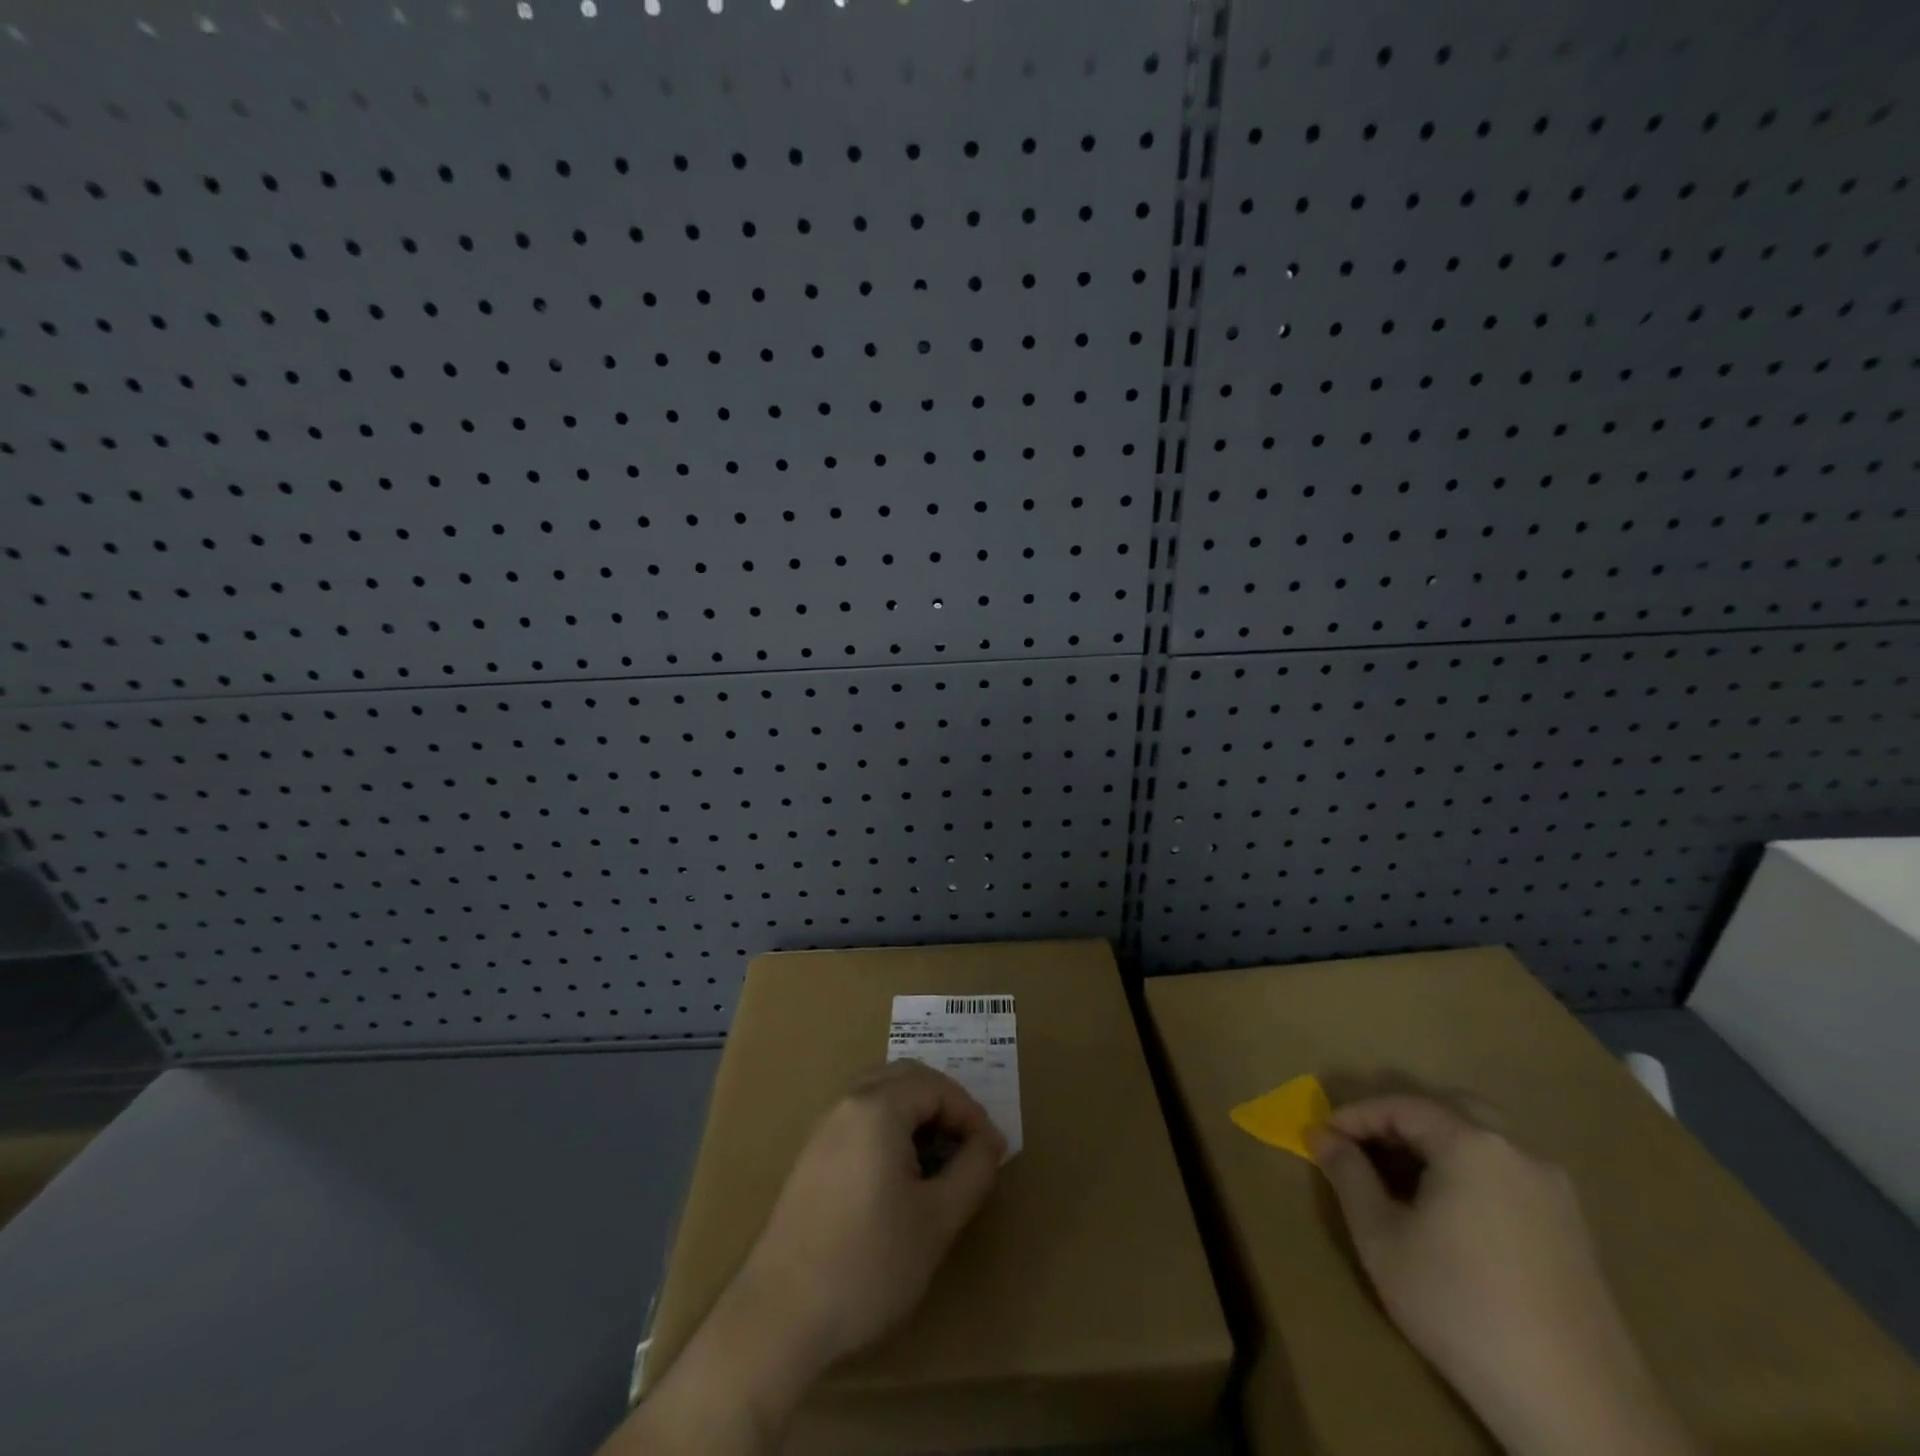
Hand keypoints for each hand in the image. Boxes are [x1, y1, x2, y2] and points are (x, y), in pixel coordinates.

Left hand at [738, 1059, 1005, 1370]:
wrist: (779, 1317)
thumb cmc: (868, 1264)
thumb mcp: (937, 1220)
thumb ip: (973, 1171)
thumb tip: (989, 1143)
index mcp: (877, 1108)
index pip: (937, 1086)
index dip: (972, 1114)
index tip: (993, 1154)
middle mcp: (847, 1104)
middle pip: (906, 1078)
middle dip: (944, 1104)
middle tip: (969, 1146)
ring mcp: (823, 1129)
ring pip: (881, 1095)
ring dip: (916, 1115)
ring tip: (939, 1161)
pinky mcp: (811, 1158)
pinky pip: (860, 1119)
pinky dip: (890, 1130)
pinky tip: (900, 1177)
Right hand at [1308, 1096, 1691, 1455]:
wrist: (1575, 1407)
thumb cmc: (1460, 1307)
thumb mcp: (1382, 1238)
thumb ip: (1348, 1175)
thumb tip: (1321, 1134)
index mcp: (1472, 1144)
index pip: (1400, 1105)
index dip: (1354, 1115)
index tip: (1321, 1137)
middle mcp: (1518, 1151)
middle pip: (1448, 1108)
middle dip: (1398, 1119)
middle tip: (1362, 1147)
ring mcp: (1554, 1190)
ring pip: (1482, 1139)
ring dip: (1436, 1144)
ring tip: (1400, 1178)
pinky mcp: (1573, 1228)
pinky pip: (1507, 1172)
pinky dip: (1469, 1171)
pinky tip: (1450, 1211)